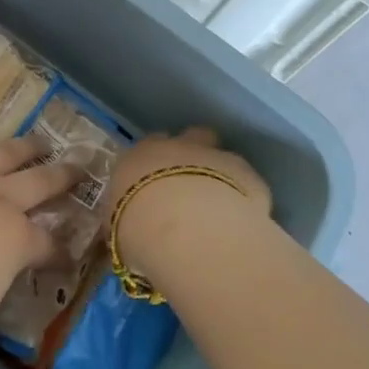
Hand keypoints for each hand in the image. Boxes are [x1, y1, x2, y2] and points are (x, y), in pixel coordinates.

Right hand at [104, 127, 271, 282]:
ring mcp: (216, 156)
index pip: (147, 148)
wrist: (187, 229)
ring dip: (220, 173)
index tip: (157, 188)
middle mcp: (178, 147)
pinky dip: (245, 196)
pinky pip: (246, 182)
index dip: (155, 165)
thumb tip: (136, 231)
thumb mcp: (121, 230)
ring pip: (220, 153)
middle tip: (191, 188)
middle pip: (190, 137)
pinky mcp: (247, 175)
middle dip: (193, 155)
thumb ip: (129, 221)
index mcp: (141, 155)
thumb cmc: (140, 229)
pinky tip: (242, 221)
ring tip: (219, 208)